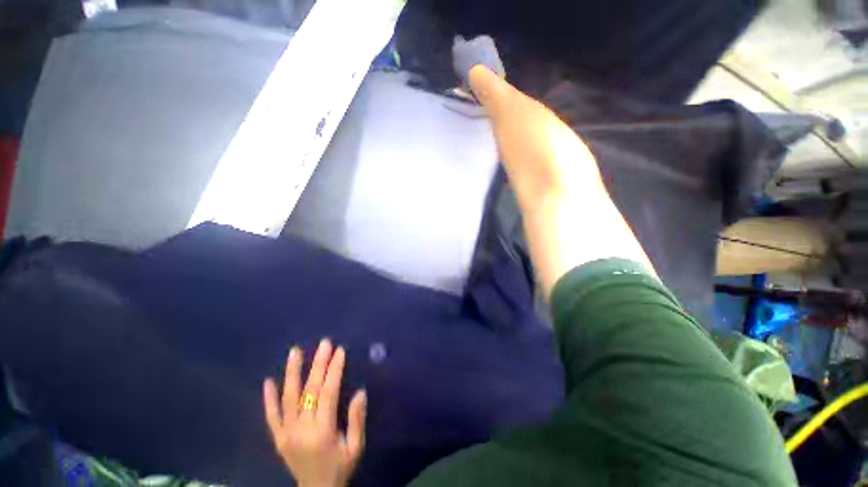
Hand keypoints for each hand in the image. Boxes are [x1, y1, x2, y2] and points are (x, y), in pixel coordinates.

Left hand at [264, 339, 366, 486]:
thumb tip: (360, 392)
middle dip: (318, 364)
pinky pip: (271, 416)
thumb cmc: (340, 468)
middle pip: (309, 390)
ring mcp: (286, 434)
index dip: (334, 370)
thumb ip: (357, 421)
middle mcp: (301, 430)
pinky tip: (268, 381)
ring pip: (288, 398)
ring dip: (292, 372)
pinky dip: (268, 399)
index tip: (340, 351)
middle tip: (324, 343)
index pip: (328, 393)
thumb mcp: (355, 448)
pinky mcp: (278, 438)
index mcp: (322, 432)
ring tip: (295, 351)